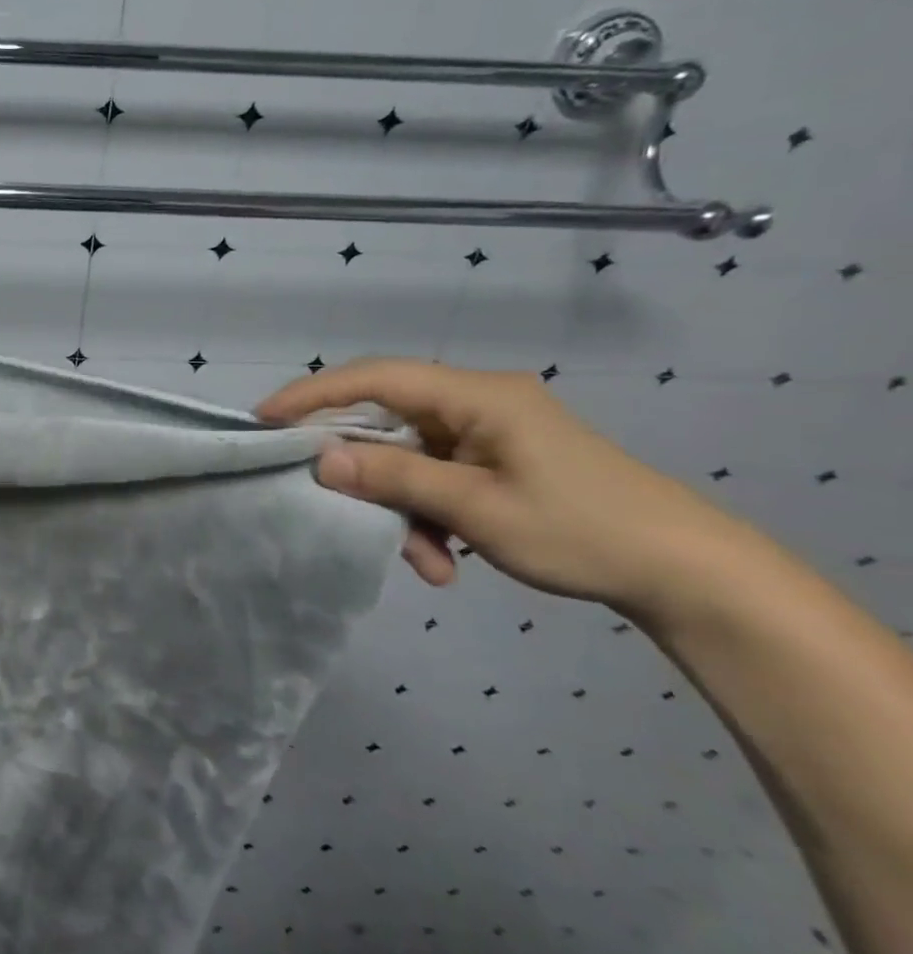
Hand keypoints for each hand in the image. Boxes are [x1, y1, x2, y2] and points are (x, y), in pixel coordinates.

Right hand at [257, 359, 751, 617]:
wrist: (688, 575)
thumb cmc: (583, 530)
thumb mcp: (477, 509)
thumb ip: (394, 479)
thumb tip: (322, 460)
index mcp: (478, 396)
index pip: (376, 378)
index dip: (315, 393)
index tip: (265, 419)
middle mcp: (477, 403)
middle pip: (388, 420)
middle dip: (363, 469)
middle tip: (327, 497)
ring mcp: (487, 434)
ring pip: (410, 457)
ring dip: (403, 508)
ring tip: (424, 562)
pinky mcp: (496, 462)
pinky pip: (437, 478)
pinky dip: (430, 516)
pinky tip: (445, 562)